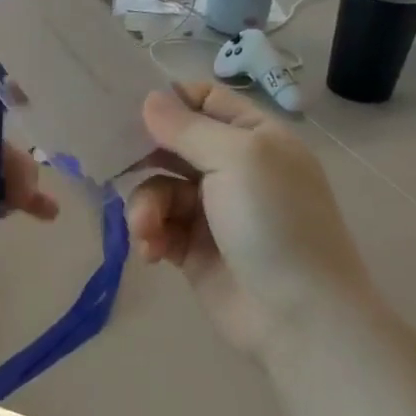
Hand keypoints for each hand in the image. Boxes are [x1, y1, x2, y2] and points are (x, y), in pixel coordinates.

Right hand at [127, 82, 375, 353]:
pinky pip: (159, 225)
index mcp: (255, 137)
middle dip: (144, 156)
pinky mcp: (193, 247)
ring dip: (146, 205)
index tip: (128, 109)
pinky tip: (153, 251)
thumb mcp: (237, 159)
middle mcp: (234, 167)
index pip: (205, 100)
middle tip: (116, 163)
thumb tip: (149, 98)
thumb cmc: (274, 223)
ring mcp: (212, 209)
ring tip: (147, 229)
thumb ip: (188, 127)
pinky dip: (150, 234)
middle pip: (173, 144)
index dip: (169, 100)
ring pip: (159, 187)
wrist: (299, 318)